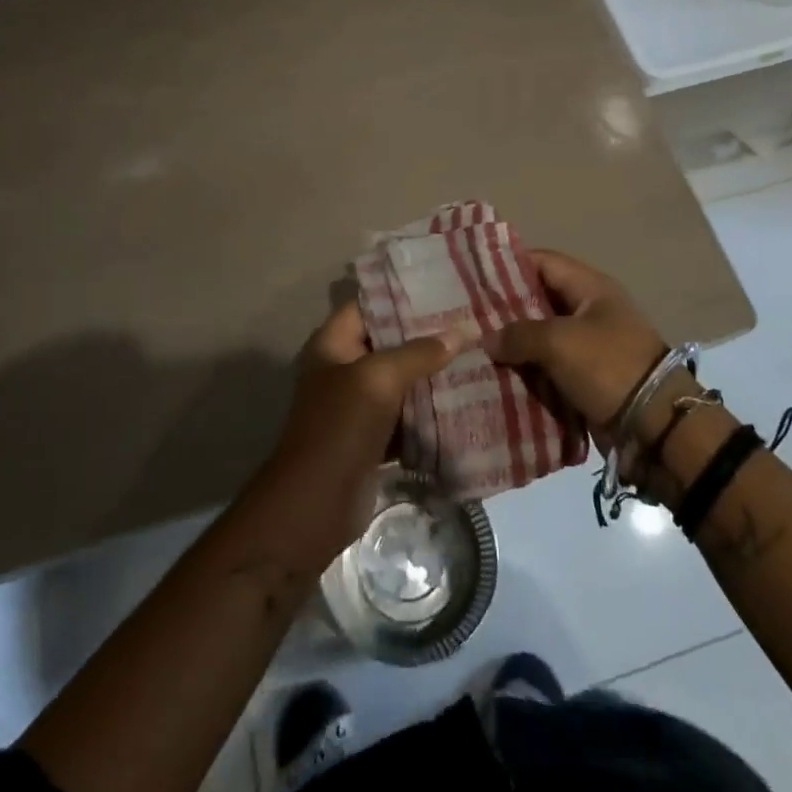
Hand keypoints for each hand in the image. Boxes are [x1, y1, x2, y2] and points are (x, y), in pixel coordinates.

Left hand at [259, 300, 469, 559]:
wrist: (313, 508)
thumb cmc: (338, 430)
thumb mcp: (378, 380)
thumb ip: (419, 353)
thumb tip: (462, 332)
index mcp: (333, 343)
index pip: (370, 303)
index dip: (404, 292)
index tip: (445, 283)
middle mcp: (345, 367)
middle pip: (390, 340)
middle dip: (428, 332)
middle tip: (472, 317)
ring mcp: (359, 404)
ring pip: (402, 378)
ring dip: (434, 370)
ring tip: (478, 349)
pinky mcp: (375, 436)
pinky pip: (408, 413)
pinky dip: (432, 408)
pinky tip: (468, 395)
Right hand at [483, 249, 669, 436]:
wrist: (656, 427)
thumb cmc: (609, 366)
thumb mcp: (560, 342)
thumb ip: (519, 334)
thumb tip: (489, 339)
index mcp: (590, 288)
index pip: (543, 262)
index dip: (509, 265)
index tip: (474, 276)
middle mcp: (589, 311)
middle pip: (539, 301)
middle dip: (505, 311)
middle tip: (467, 318)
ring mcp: (589, 347)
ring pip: (542, 338)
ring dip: (514, 346)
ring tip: (474, 349)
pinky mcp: (587, 379)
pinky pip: (550, 369)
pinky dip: (527, 372)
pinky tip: (496, 377)